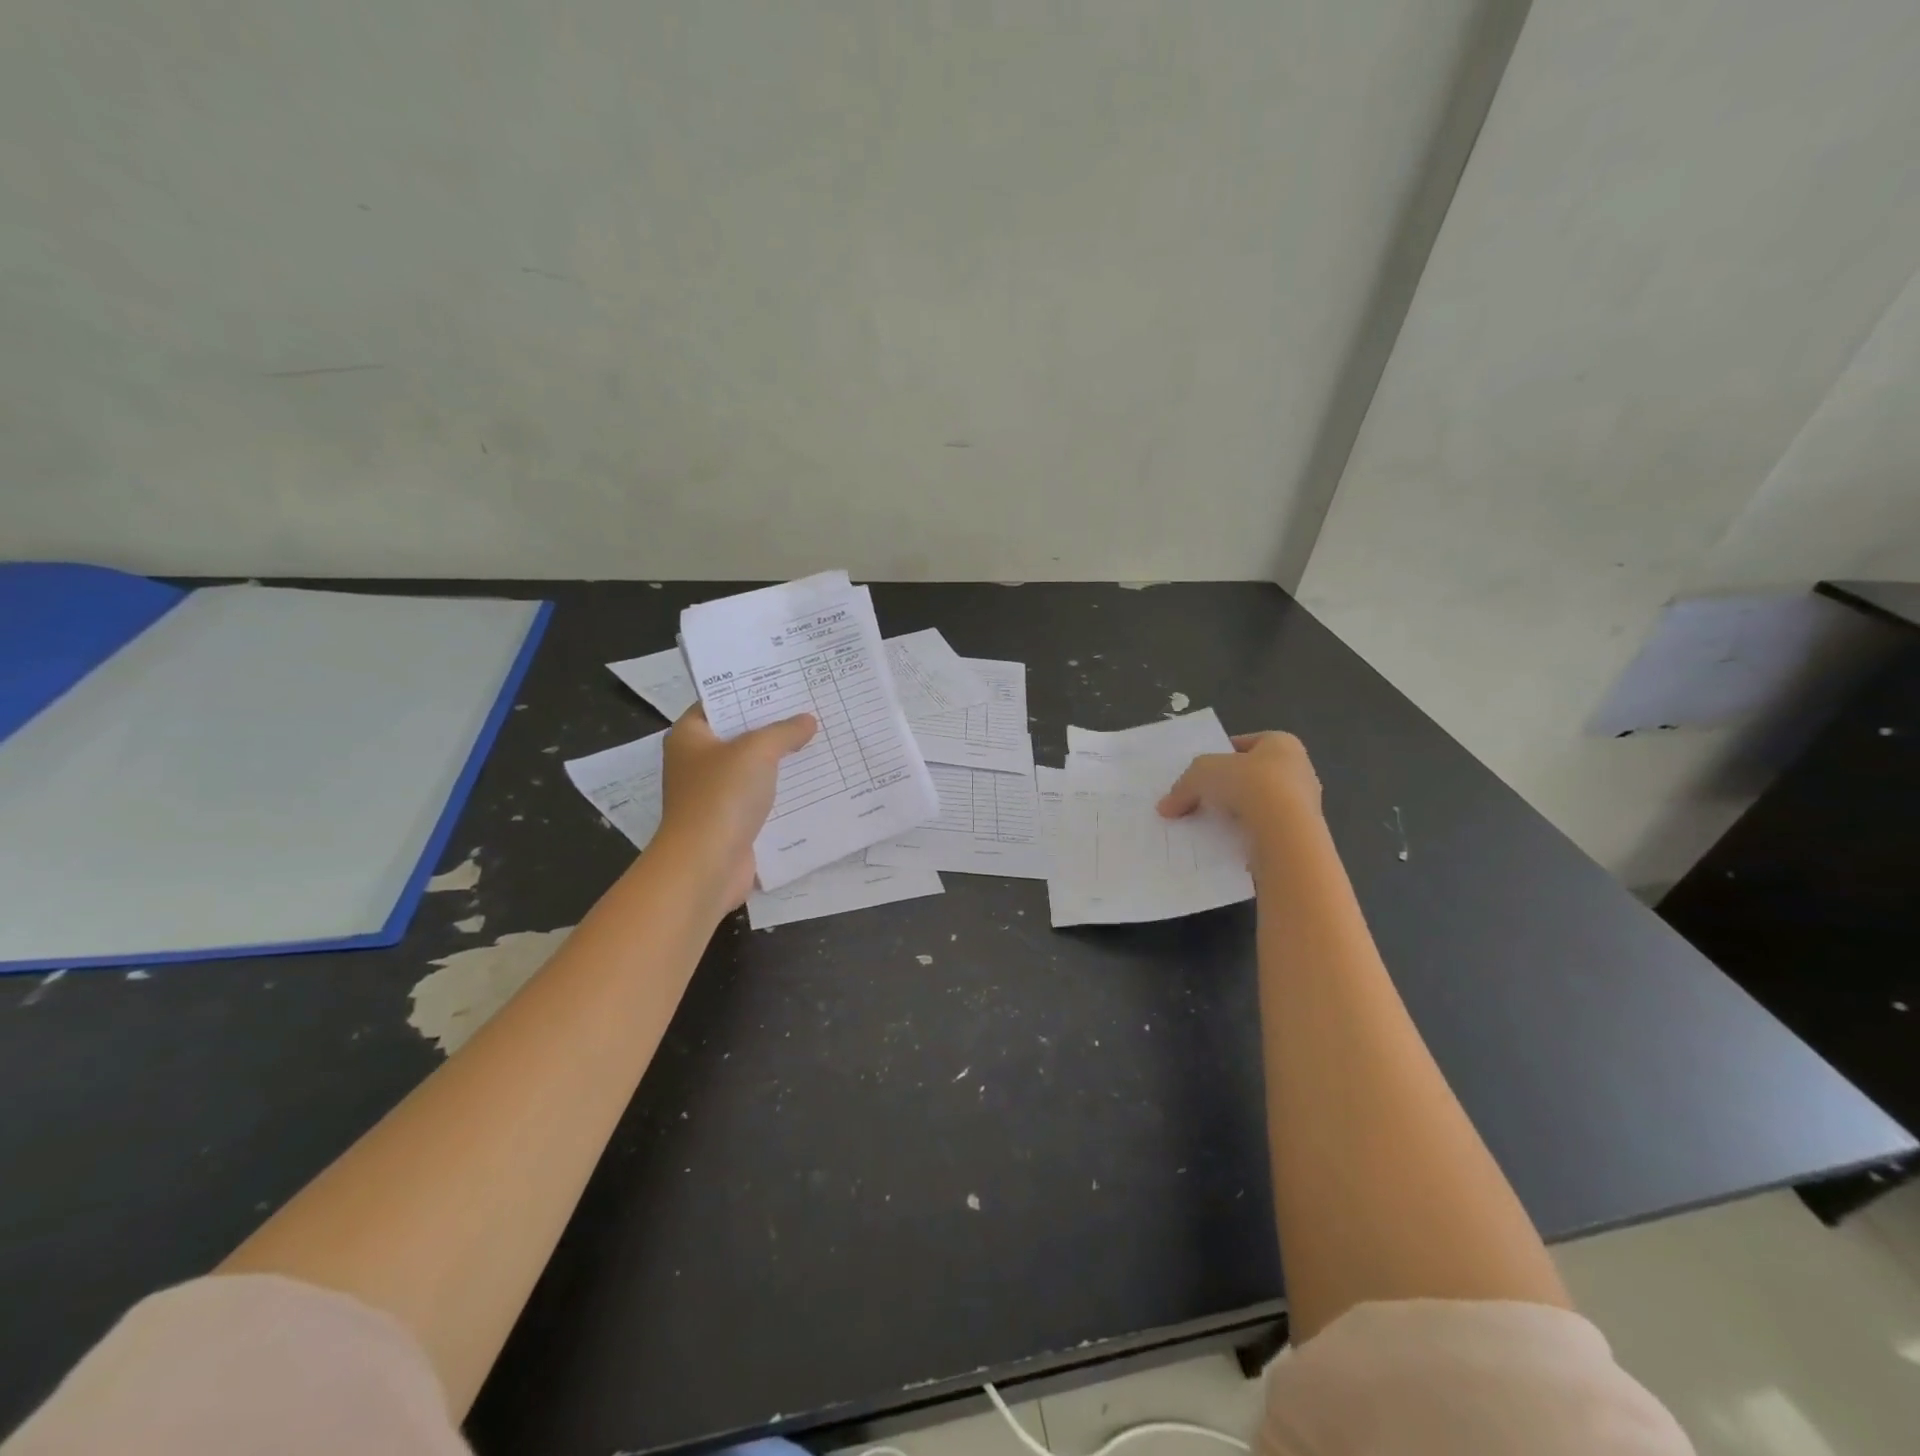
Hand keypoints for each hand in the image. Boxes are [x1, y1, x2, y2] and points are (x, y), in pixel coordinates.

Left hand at [656, 704, 816, 911]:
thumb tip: (807, 721)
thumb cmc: (721, 796)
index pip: (719, 701)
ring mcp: (714, 794)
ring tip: (820, 740)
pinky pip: (761, 797)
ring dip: (782, 760)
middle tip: (811, 707)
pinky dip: (783, 790)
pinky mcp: (731, 821)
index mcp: (689, 736)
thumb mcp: (757, 751)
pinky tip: (814, 780)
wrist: (706, 864)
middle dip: (773, 725)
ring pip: (753, 768)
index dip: (749, 690)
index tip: (784, 681)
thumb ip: (784, 732)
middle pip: (739, 734)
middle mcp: (697, 762)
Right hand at [1157, 731, 1322, 836]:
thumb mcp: (1201, 774)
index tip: (1201, 773)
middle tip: (1200, 800)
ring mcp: (1304, 804)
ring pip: (1260, 805)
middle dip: (1227, 787)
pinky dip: (1247, 835)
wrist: (1285, 832)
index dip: (1220, 756)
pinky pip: (1266, 830)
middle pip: (1253, 775)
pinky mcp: (1301, 834)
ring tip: (1208, 825)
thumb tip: (1165, 807)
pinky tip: (1226, 842)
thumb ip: (1183, 786)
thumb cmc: (1248, 784)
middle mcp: (1299, 769)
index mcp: (1281, 743)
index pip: (1245, 744)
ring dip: (1237, 814)